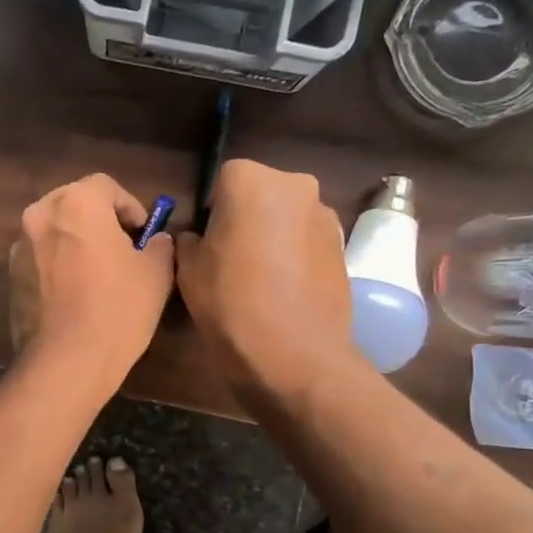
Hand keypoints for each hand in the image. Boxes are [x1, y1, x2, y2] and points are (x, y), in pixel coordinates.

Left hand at [9, 174, 174, 390]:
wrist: (66, 361)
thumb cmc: (117, 309)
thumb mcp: (155, 274)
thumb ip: (159, 245)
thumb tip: (155, 240)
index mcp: (77, 204)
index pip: (106, 186)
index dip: (129, 206)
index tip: (142, 233)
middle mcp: (40, 215)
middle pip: (74, 203)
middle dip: (99, 219)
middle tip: (122, 248)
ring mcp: (19, 247)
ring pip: (54, 230)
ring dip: (75, 241)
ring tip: (98, 272)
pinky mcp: (11, 277)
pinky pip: (40, 258)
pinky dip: (57, 264)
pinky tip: (75, 293)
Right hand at [175, 159, 355, 401]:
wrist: (292, 353)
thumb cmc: (229, 302)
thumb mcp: (188, 269)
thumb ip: (190, 240)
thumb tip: (198, 237)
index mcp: (250, 180)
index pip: (222, 181)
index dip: (212, 212)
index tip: (206, 242)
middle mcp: (294, 185)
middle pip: (260, 193)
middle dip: (246, 217)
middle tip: (229, 258)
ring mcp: (325, 215)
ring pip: (287, 217)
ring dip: (273, 235)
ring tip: (258, 279)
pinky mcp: (343, 246)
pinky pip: (307, 241)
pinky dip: (295, 255)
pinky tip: (283, 290)